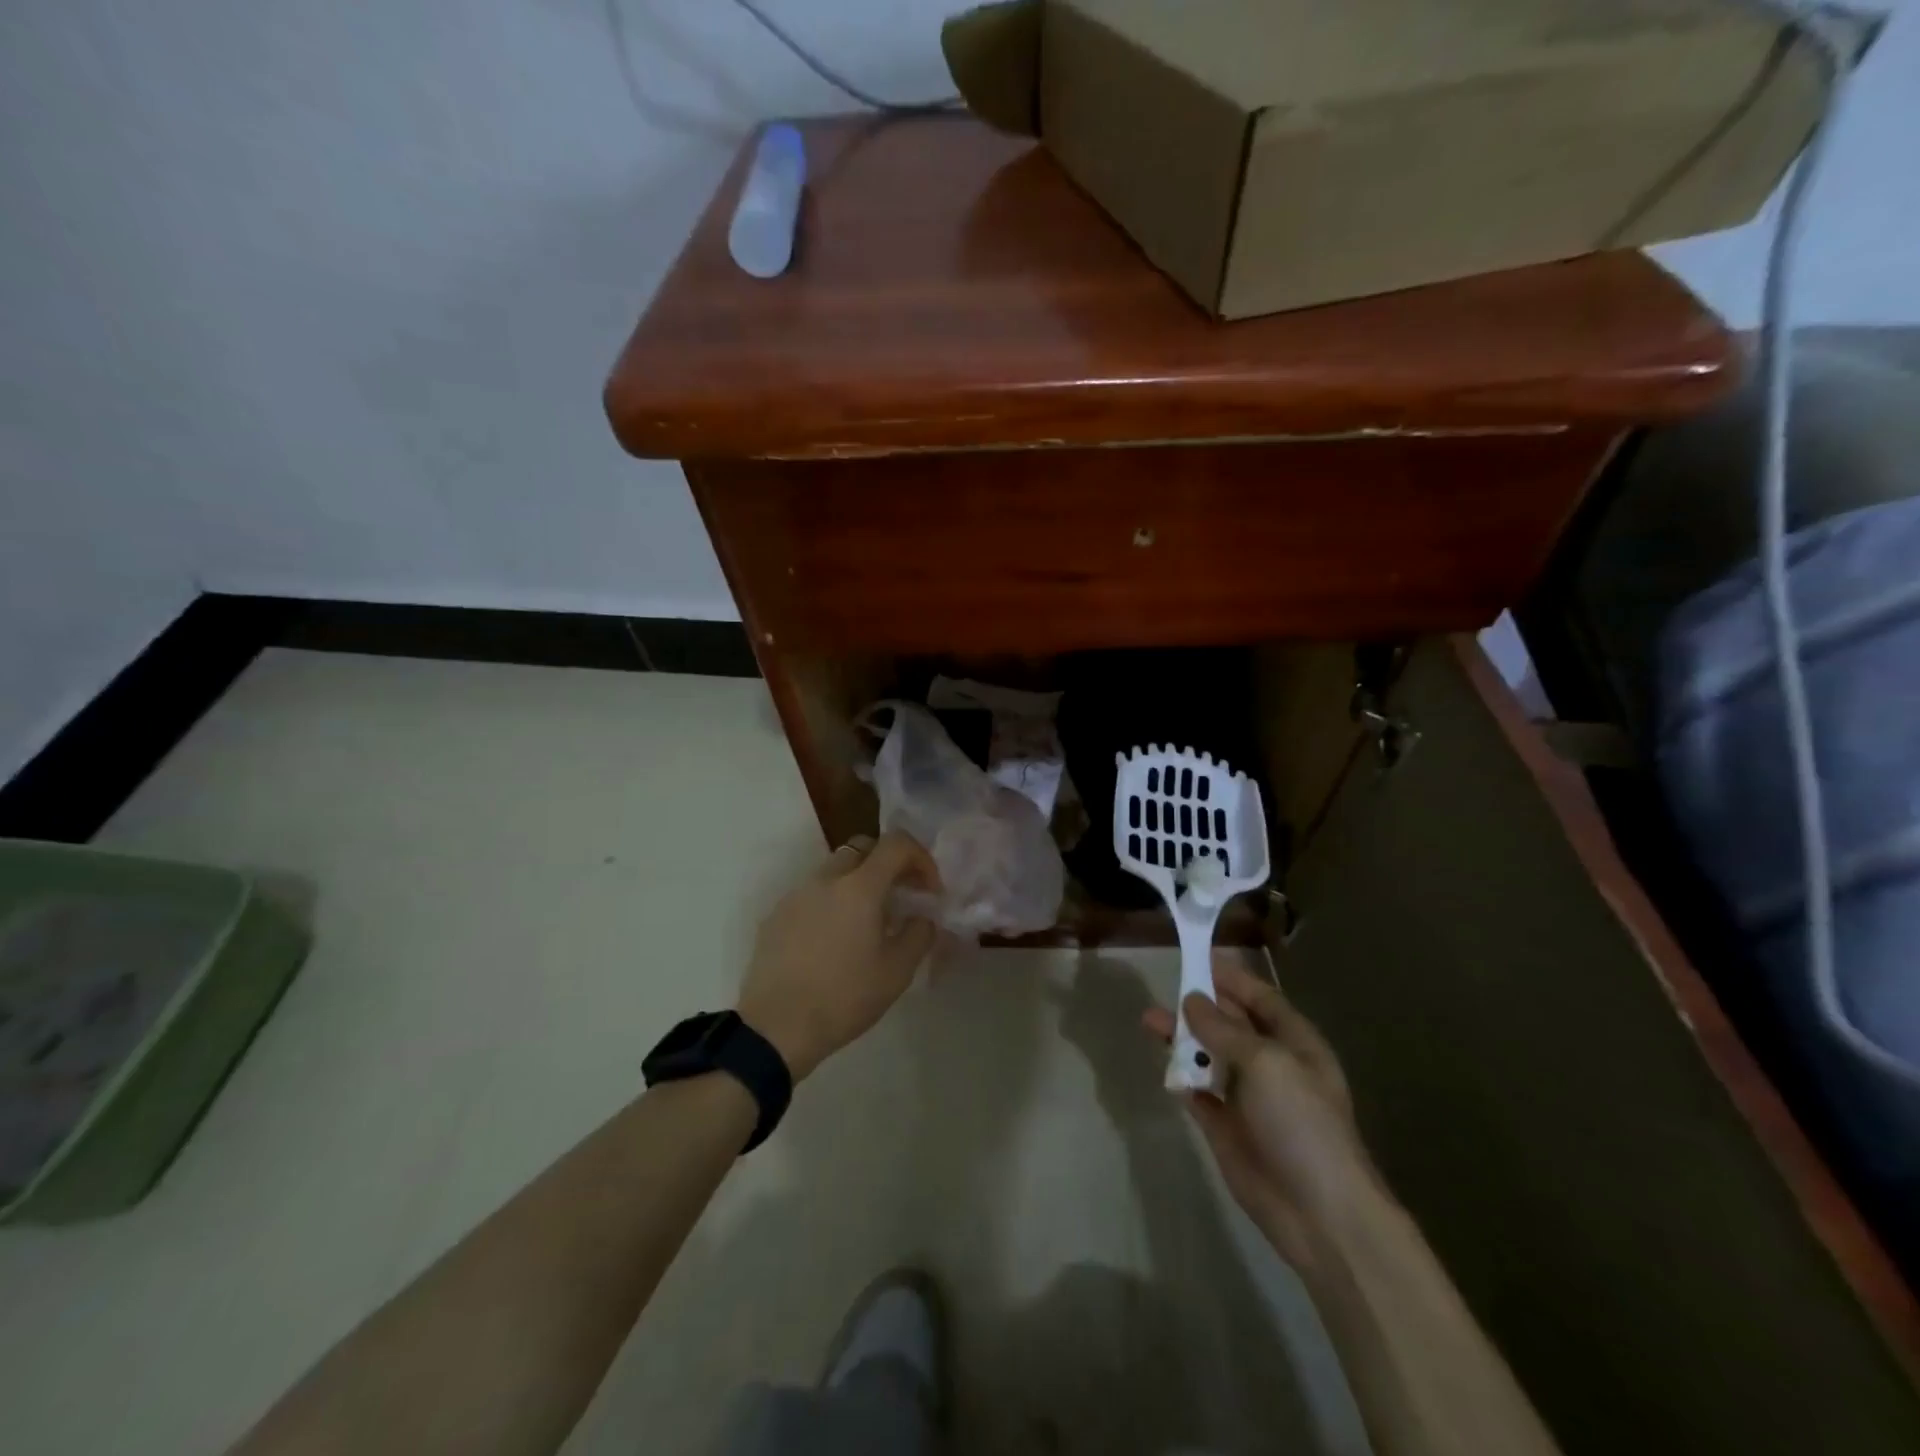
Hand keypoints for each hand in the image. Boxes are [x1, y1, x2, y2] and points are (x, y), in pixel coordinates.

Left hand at [737, 833, 940, 1081]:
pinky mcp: (776, 916)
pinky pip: (812, 895)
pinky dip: (832, 903)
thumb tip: (922, 917)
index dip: (920, 858)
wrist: (776, 1028)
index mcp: (859, 887)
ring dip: (858, 884)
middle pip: (863, 849)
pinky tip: (834, 940)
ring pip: (835, 871)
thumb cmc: (844, 997)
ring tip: (868, 923)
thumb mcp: (897, 972)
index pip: (896, 844)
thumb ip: (919, 934)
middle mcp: (826, 879)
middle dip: (888, 865)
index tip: (929, 890)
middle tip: (901, 898)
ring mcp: (796, 895)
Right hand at [1144, 956, 1379, 1272]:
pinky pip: (1198, 1092)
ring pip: (1208, 1056)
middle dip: (1199, 1005)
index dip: (1231, 977)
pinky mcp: (1225, 1127)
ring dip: (1181, 1039)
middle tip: (1163, 988)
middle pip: (1230, 1024)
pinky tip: (1162, 1064)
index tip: (1197, 956)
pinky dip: (1181, 1077)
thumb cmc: (1301, 1122)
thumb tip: (1191, 999)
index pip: (1260, 998)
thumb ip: (1223, 1029)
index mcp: (1294, 1043)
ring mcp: (1247, 1098)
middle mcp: (1270, 1064)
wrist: (1319, 1213)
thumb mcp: (1265, 1062)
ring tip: (1148, 1021)